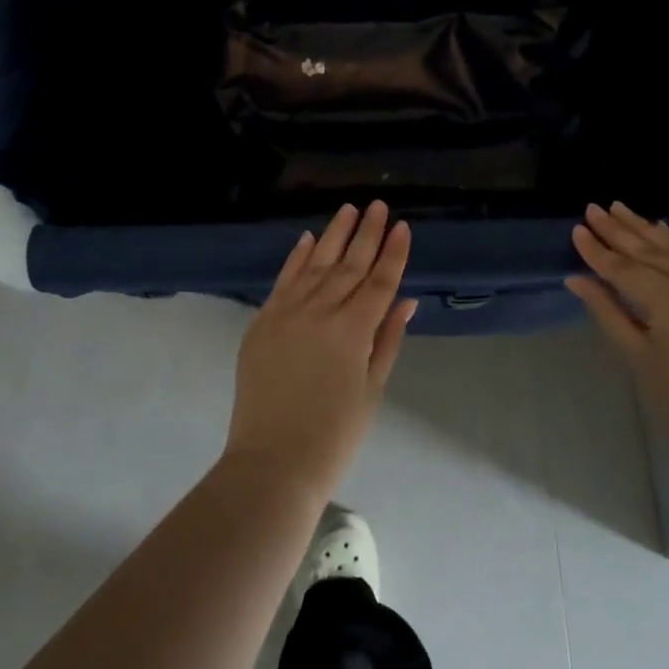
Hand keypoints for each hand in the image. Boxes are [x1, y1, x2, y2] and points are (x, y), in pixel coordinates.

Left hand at [227, 201, 416, 500]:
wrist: (272, 463)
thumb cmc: (334, 435)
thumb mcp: (372, 390)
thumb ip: (387, 340)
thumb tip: (406, 301)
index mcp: (352, 331)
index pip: (379, 282)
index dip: (393, 254)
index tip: (403, 226)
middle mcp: (320, 312)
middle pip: (349, 265)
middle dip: (366, 233)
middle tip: (379, 205)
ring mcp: (286, 313)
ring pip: (315, 264)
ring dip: (333, 235)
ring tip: (348, 209)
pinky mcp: (262, 322)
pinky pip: (282, 281)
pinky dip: (296, 258)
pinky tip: (307, 239)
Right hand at [567, 202, 668, 468]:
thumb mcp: (636, 355)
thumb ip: (607, 310)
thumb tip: (576, 279)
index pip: (625, 269)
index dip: (598, 250)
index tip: (578, 229)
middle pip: (652, 251)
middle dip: (620, 230)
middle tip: (595, 208)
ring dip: (647, 230)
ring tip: (621, 209)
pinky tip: (662, 232)